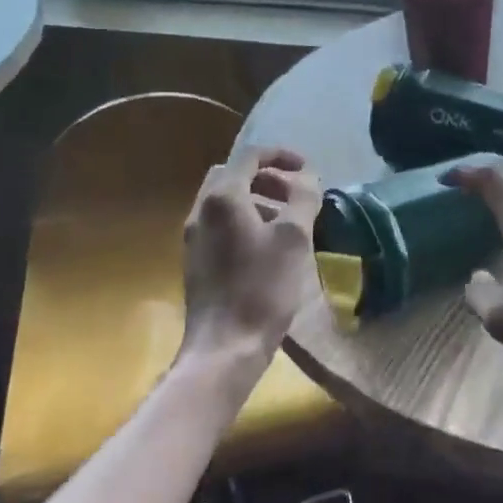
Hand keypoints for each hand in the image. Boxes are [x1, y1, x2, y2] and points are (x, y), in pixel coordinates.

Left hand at [180, 146, 324, 374]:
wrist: (223, 348)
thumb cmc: (261, 288)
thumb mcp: (294, 239)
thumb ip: (303, 198)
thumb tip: (308, 176)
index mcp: (222, 197)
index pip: (250, 156)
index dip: (281, 154)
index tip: (307, 168)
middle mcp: (201, 210)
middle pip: (233, 175)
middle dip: (266, 177)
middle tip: (294, 193)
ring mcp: (193, 237)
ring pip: (224, 201)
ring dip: (256, 199)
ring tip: (287, 221)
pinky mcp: (196, 261)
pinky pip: (220, 225)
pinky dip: (244, 221)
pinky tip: (267, 248)